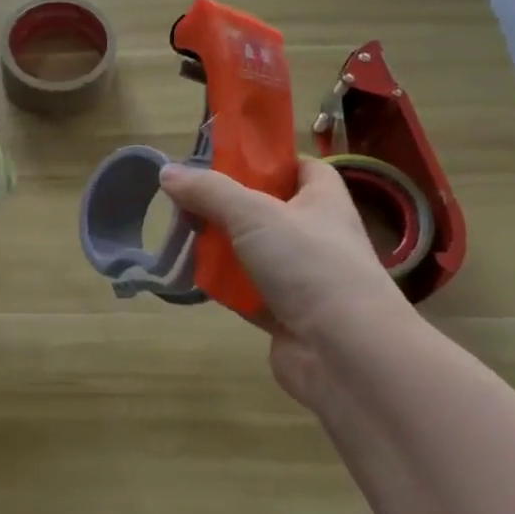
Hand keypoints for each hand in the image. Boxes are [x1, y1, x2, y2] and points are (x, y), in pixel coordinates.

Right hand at [159, 157, 414, 406]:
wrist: (347, 354)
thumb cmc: (310, 266)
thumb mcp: (254, 214)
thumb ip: (209, 191)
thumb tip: (167, 172)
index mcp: (323, 201)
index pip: (301, 167)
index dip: (267, 160)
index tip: (225, 160)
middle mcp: (316, 235)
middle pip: (266, 209)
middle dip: (227, 206)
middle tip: (187, 200)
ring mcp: (301, 277)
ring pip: (251, 252)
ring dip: (220, 247)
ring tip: (180, 237)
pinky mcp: (284, 313)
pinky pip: (246, 291)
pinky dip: (223, 286)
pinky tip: (192, 278)